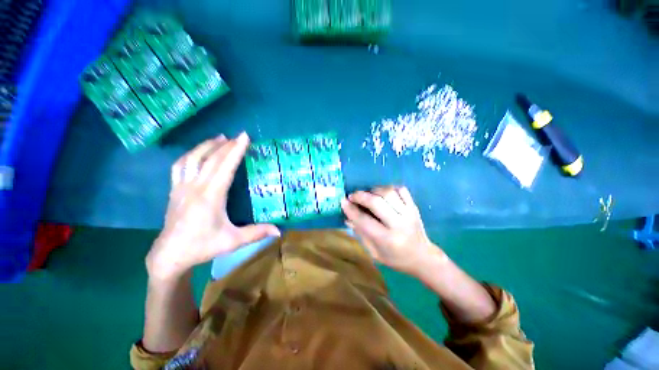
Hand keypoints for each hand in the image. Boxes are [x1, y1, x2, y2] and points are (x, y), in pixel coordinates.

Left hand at [146, 132, 279, 279]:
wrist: (169, 255)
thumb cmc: (202, 246)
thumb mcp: (233, 241)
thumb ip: (257, 233)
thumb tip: (279, 231)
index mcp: (211, 196)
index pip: (225, 167)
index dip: (236, 150)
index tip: (244, 137)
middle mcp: (195, 187)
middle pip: (210, 159)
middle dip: (226, 145)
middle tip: (238, 136)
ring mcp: (181, 187)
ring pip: (192, 158)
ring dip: (206, 146)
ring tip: (219, 137)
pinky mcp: (174, 190)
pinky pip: (180, 166)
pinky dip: (190, 155)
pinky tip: (198, 152)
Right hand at [341, 186, 442, 275]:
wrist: (423, 257)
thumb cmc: (396, 258)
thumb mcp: (374, 252)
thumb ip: (360, 234)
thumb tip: (347, 218)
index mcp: (387, 239)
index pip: (364, 220)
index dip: (351, 210)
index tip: (343, 201)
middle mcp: (398, 224)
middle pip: (376, 202)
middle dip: (360, 196)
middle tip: (352, 196)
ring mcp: (409, 213)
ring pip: (388, 193)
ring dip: (374, 190)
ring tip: (368, 195)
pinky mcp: (414, 207)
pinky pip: (401, 190)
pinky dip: (390, 188)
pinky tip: (383, 194)